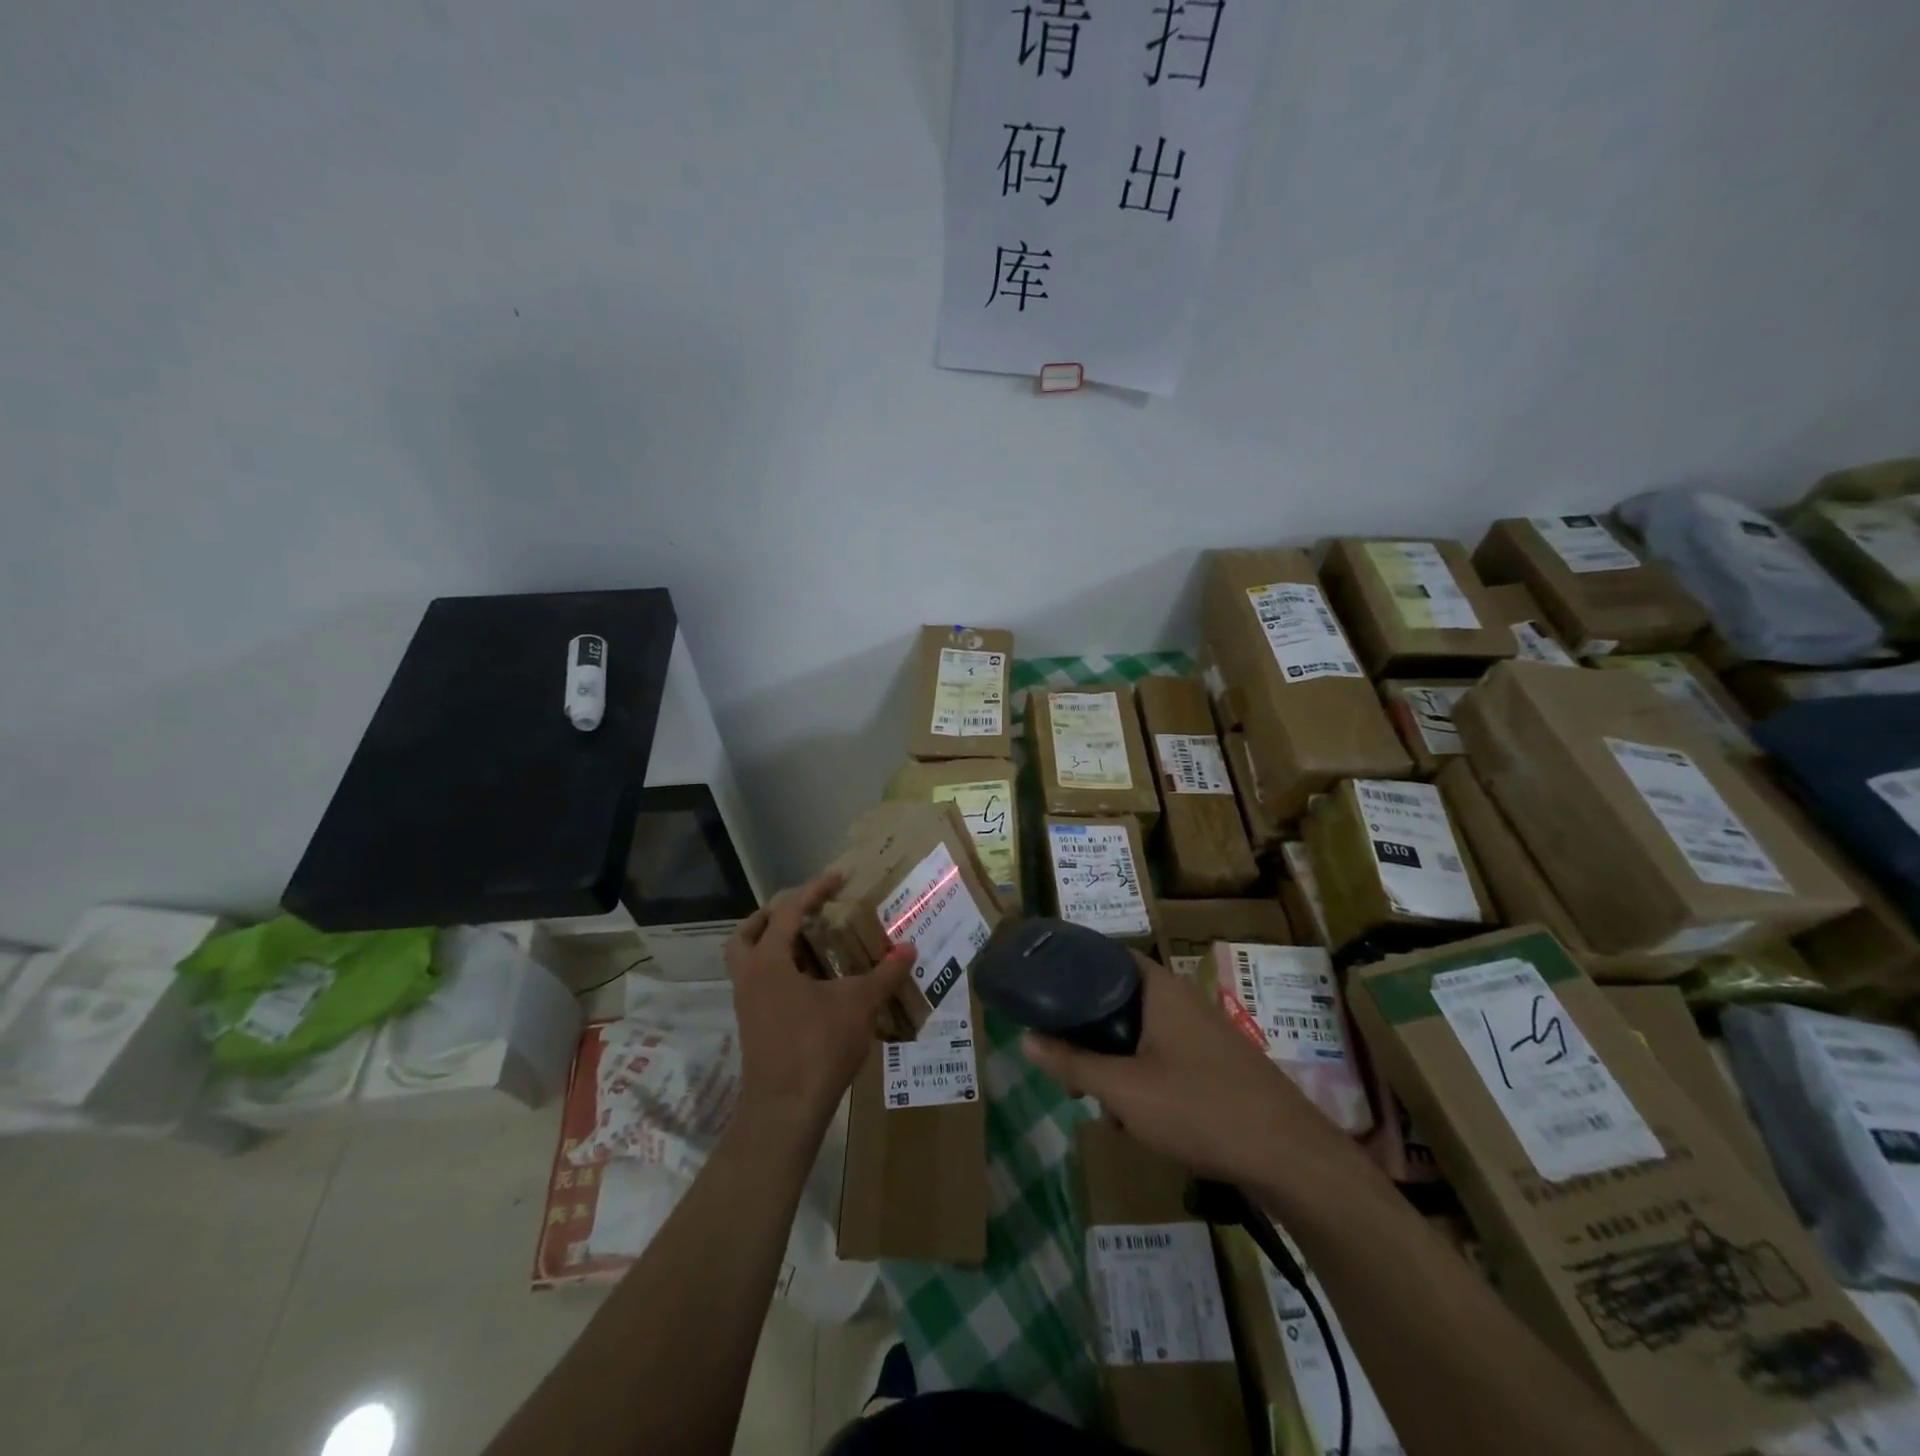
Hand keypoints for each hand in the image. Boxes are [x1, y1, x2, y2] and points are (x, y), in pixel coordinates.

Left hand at [726, 870, 915, 1135]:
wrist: (785, 1110)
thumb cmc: (818, 1047)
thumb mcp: (859, 1005)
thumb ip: (884, 974)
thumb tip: (910, 948)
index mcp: (769, 961)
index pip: (788, 911)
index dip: (814, 890)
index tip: (838, 876)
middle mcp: (750, 977)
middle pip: (748, 932)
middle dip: (775, 915)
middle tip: (806, 910)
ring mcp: (747, 1003)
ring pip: (749, 960)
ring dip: (774, 943)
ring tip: (812, 942)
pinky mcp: (754, 1025)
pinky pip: (761, 983)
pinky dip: (781, 970)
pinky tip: (813, 981)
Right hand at [1023, 953, 1358, 1190]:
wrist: (1289, 1158)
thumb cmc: (1199, 1109)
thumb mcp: (1123, 1090)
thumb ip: (1072, 1064)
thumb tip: (1026, 1039)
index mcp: (1160, 989)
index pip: (1108, 955)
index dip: (1073, 966)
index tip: (1043, 987)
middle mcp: (1182, 999)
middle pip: (1120, 999)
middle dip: (1090, 1033)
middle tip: (1067, 1064)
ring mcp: (1204, 1031)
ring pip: (1141, 1034)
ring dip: (1116, 1063)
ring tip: (1103, 1106)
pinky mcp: (1218, 1063)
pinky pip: (1166, 1056)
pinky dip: (1144, 1077)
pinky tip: (1139, 1121)